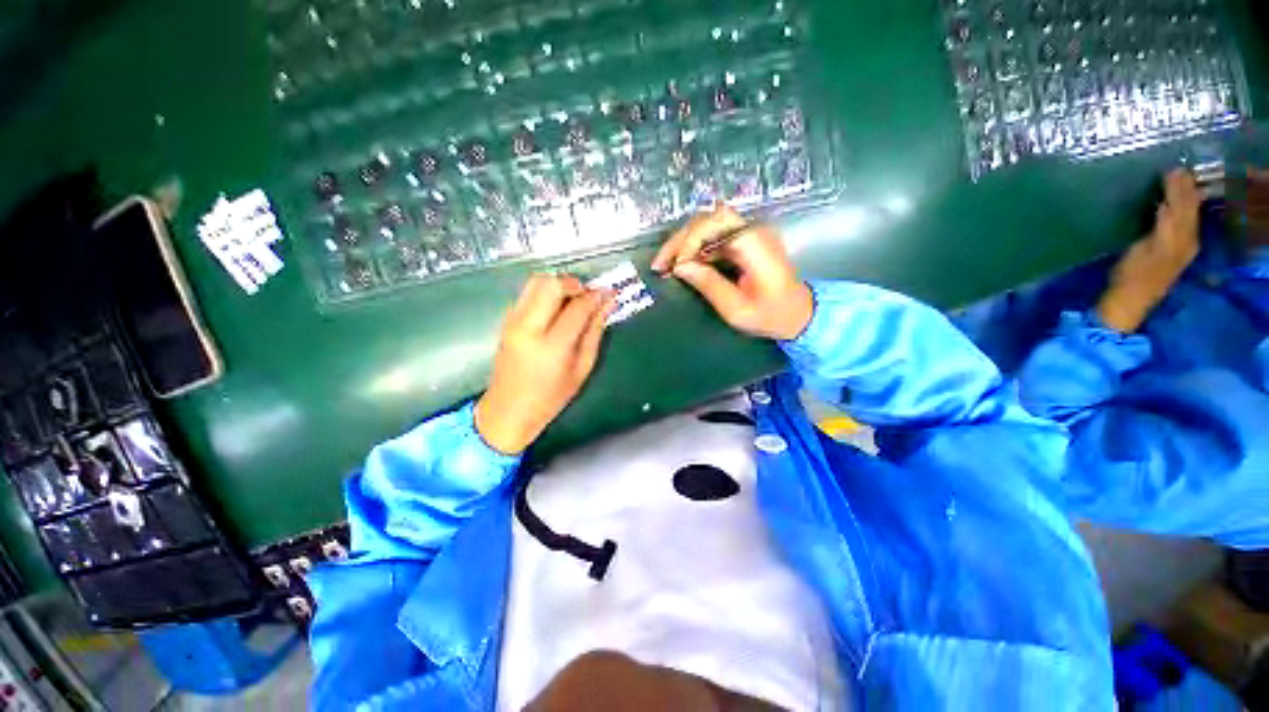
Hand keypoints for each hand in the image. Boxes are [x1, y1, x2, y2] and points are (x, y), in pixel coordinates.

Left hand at [475, 275, 614, 454]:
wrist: (508, 410)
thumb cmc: (550, 397)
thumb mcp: (581, 369)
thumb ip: (594, 333)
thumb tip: (607, 305)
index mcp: (551, 346)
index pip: (577, 308)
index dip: (596, 296)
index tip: (609, 292)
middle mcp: (528, 328)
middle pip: (551, 284)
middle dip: (575, 284)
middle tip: (588, 295)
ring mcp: (513, 321)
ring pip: (536, 281)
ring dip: (559, 284)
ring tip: (573, 300)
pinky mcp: (506, 320)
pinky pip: (528, 293)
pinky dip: (546, 293)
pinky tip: (556, 309)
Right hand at [652, 206, 813, 340]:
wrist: (798, 315)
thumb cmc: (771, 316)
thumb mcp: (737, 308)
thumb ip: (709, 285)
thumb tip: (680, 267)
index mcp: (754, 244)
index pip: (714, 224)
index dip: (689, 242)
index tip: (675, 267)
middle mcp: (752, 231)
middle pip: (707, 219)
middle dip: (680, 240)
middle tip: (660, 264)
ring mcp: (749, 234)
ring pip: (707, 225)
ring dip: (684, 243)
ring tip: (666, 265)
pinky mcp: (743, 241)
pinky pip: (713, 237)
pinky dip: (694, 249)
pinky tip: (682, 265)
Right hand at [1097, 169, 1201, 332]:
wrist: (1127, 302)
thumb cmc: (1131, 277)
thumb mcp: (1145, 250)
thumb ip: (1161, 228)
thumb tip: (1166, 205)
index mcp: (1181, 238)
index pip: (1183, 206)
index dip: (1178, 188)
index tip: (1170, 169)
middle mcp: (1186, 240)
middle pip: (1188, 210)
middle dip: (1183, 190)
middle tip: (1176, 170)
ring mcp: (1180, 248)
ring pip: (1187, 216)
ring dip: (1183, 198)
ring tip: (1178, 182)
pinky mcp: (1170, 253)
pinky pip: (1180, 225)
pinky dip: (1178, 211)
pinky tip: (1171, 206)